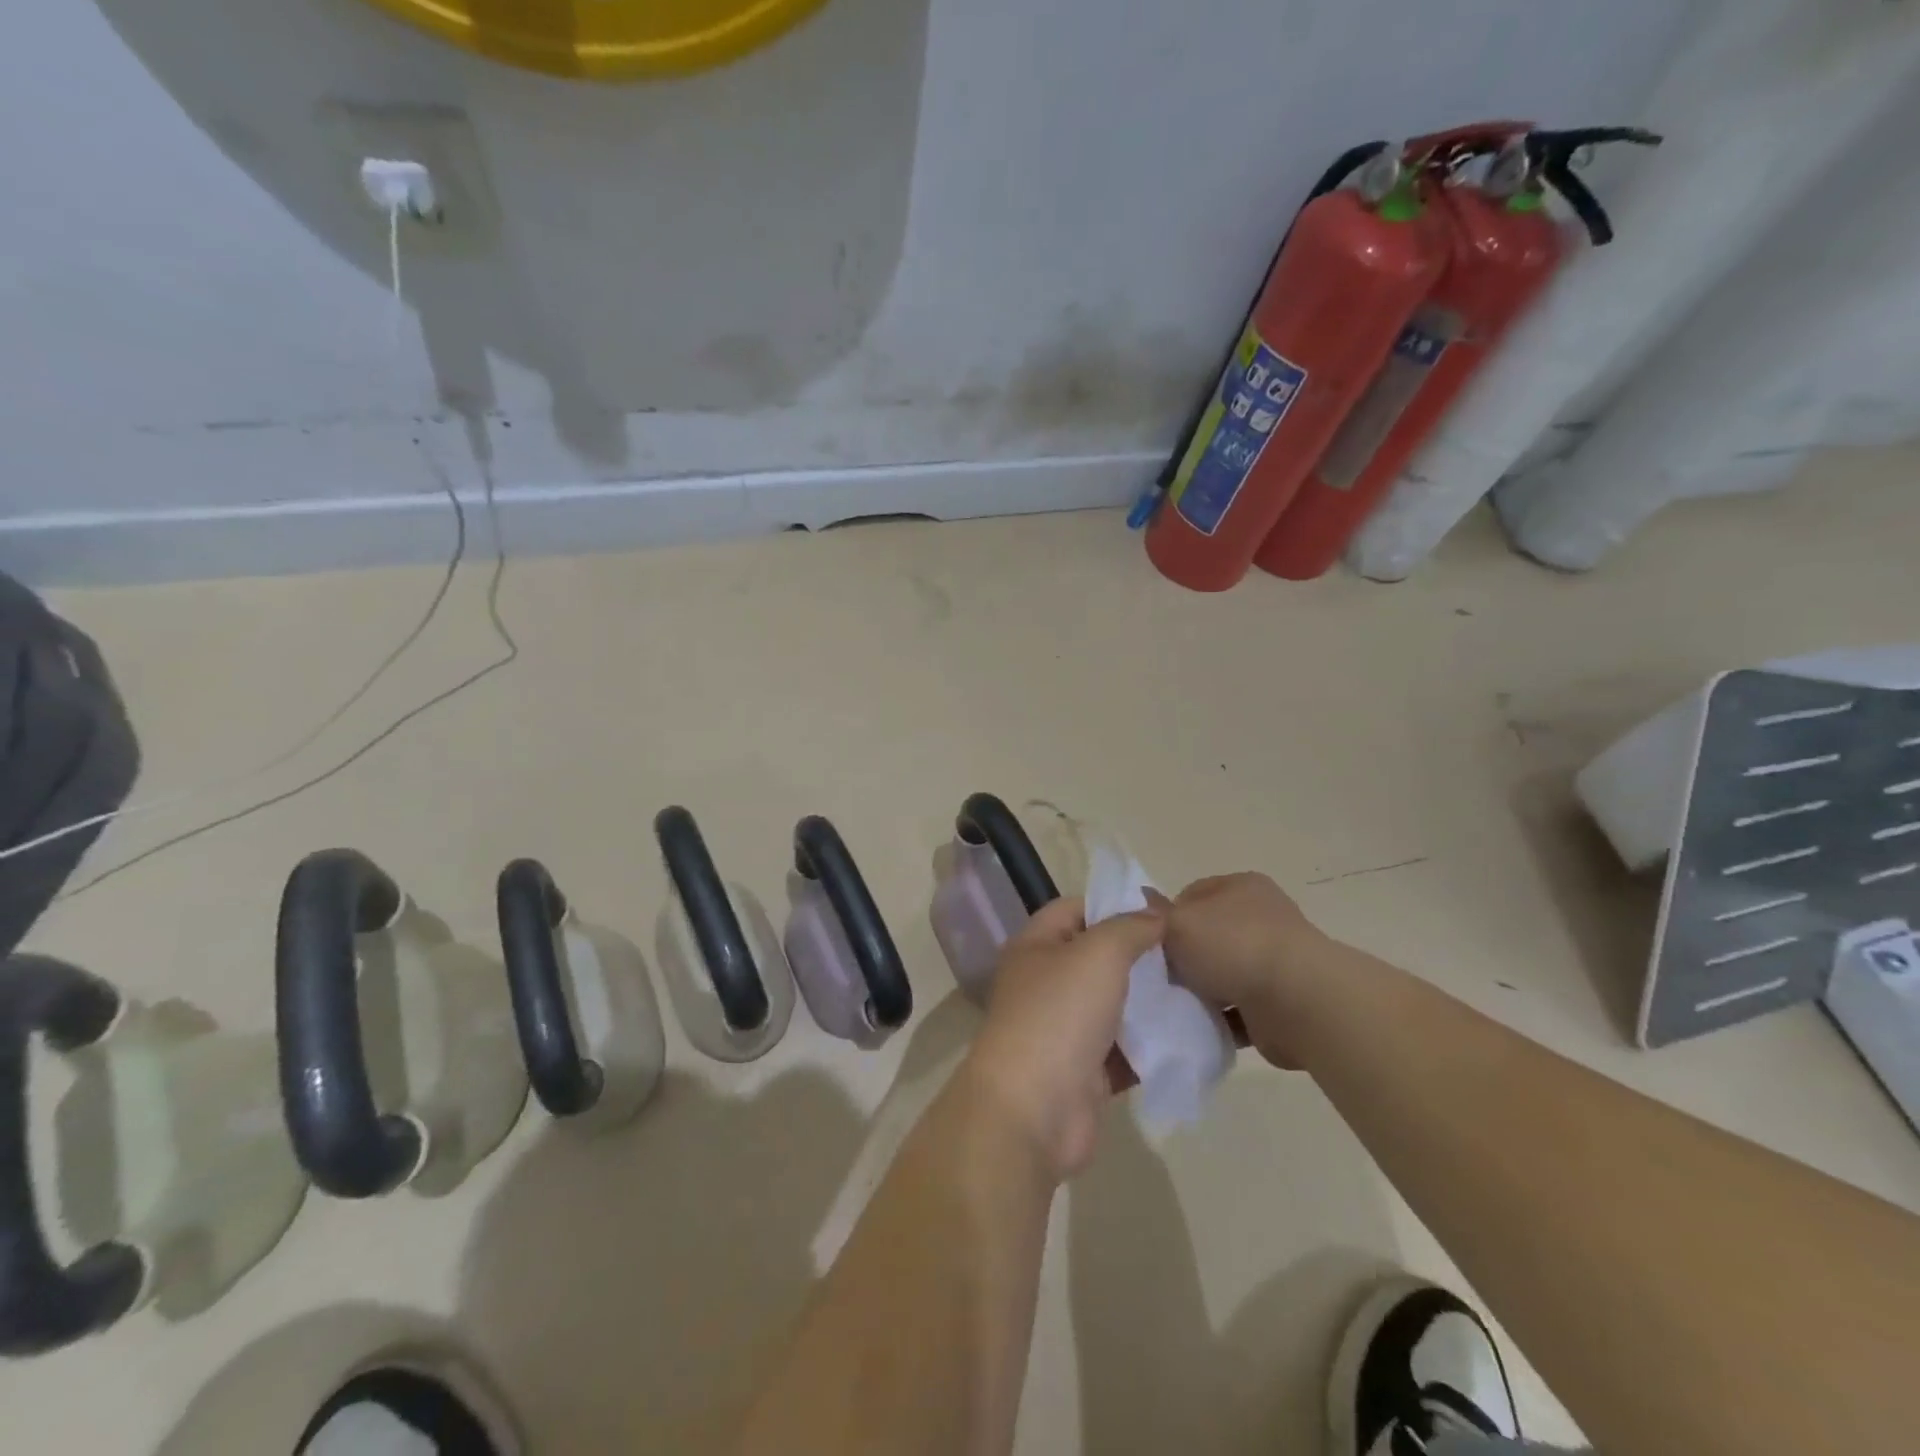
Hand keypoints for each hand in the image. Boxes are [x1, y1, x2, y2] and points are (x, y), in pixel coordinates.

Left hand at [961, 897, 1163, 1180]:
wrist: (1034, 1110)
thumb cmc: (1059, 1014)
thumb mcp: (1099, 953)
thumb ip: (1130, 927)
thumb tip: (1155, 913)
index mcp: (1035, 946)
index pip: (1075, 909)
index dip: (1114, 904)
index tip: (1162, 911)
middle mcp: (1045, 983)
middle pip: (1098, 957)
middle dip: (1141, 954)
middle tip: (1189, 952)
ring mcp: (1064, 1029)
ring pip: (1115, 1004)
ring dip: (1152, 1000)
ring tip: (1200, 989)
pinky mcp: (1086, 1072)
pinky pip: (1125, 1049)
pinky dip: (1153, 1043)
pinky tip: (1191, 1035)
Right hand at [1163, 873, 1332, 1069]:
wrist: (1300, 1003)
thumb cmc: (1235, 946)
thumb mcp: (1179, 922)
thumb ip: (1155, 916)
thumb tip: (1141, 908)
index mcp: (1241, 888)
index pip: (1191, 895)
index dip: (1165, 917)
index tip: (1148, 942)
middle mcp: (1261, 919)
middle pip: (1206, 936)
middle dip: (1181, 957)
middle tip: (1155, 976)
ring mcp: (1273, 962)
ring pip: (1221, 974)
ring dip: (1200, 991)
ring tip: (1173, 1005)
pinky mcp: (1279, 1003)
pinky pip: (1237, 1010)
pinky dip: (1219, 1019)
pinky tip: (1196, 1027)